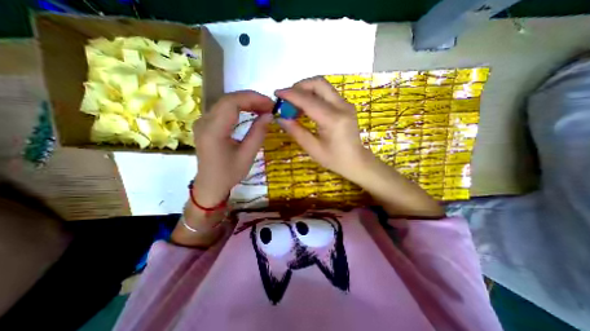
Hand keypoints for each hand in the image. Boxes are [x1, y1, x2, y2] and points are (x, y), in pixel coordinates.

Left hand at [194, 90, 276, 205]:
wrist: (211, 184)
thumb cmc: (229, 174)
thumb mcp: (247, 156)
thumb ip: (258, 133)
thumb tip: (269, 115)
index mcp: (213, 131)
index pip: (232, 103)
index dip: (253, 99)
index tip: (270, 104)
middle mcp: (204, 122)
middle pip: (228, 99)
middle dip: (251, 99)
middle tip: (269, 106)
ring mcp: (203, 121)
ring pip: (226, 102)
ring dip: (246, 102)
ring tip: (263, 108)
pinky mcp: (206, 124)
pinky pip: (223, 109)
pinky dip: (239, 107)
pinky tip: (250, 111)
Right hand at [277, 76, 442, 217]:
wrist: (357, 161)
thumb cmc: (335, 159)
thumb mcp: (313, 149)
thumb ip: (296, 131)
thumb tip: (280, 118)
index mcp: (333, 120)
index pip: (308, 100)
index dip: (290, 94)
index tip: (277, 93)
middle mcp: (342, 106)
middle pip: (318, 83)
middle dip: (299, 86)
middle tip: (288, 99)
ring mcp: (346, 104)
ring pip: (323, 86)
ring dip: (306, 90)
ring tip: (295, 105)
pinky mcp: (346, 105)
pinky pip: (327, 93)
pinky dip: (314, 95)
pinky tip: (306, 107)